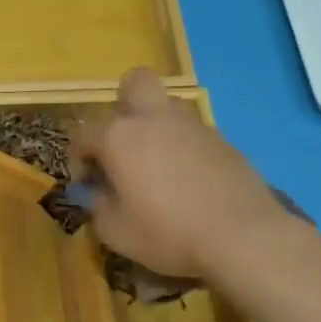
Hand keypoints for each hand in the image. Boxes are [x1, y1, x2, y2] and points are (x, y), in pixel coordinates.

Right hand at [70, 69, 295, 281]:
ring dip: (155, 126)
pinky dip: (183, 148)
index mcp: (119, 137)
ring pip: (167, 107)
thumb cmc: (168, 233)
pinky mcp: (223, 141)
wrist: (243, 237)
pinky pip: (192, 133)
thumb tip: (97, 194)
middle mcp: (153, 119)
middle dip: (122, 105)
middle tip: (122, 144)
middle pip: (134, 84)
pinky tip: (188, 182)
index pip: (82, 134)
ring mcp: (192, 126)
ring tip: (156, 165)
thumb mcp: (115, 231)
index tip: (87, 186)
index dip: (78, 160)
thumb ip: (97, 206)